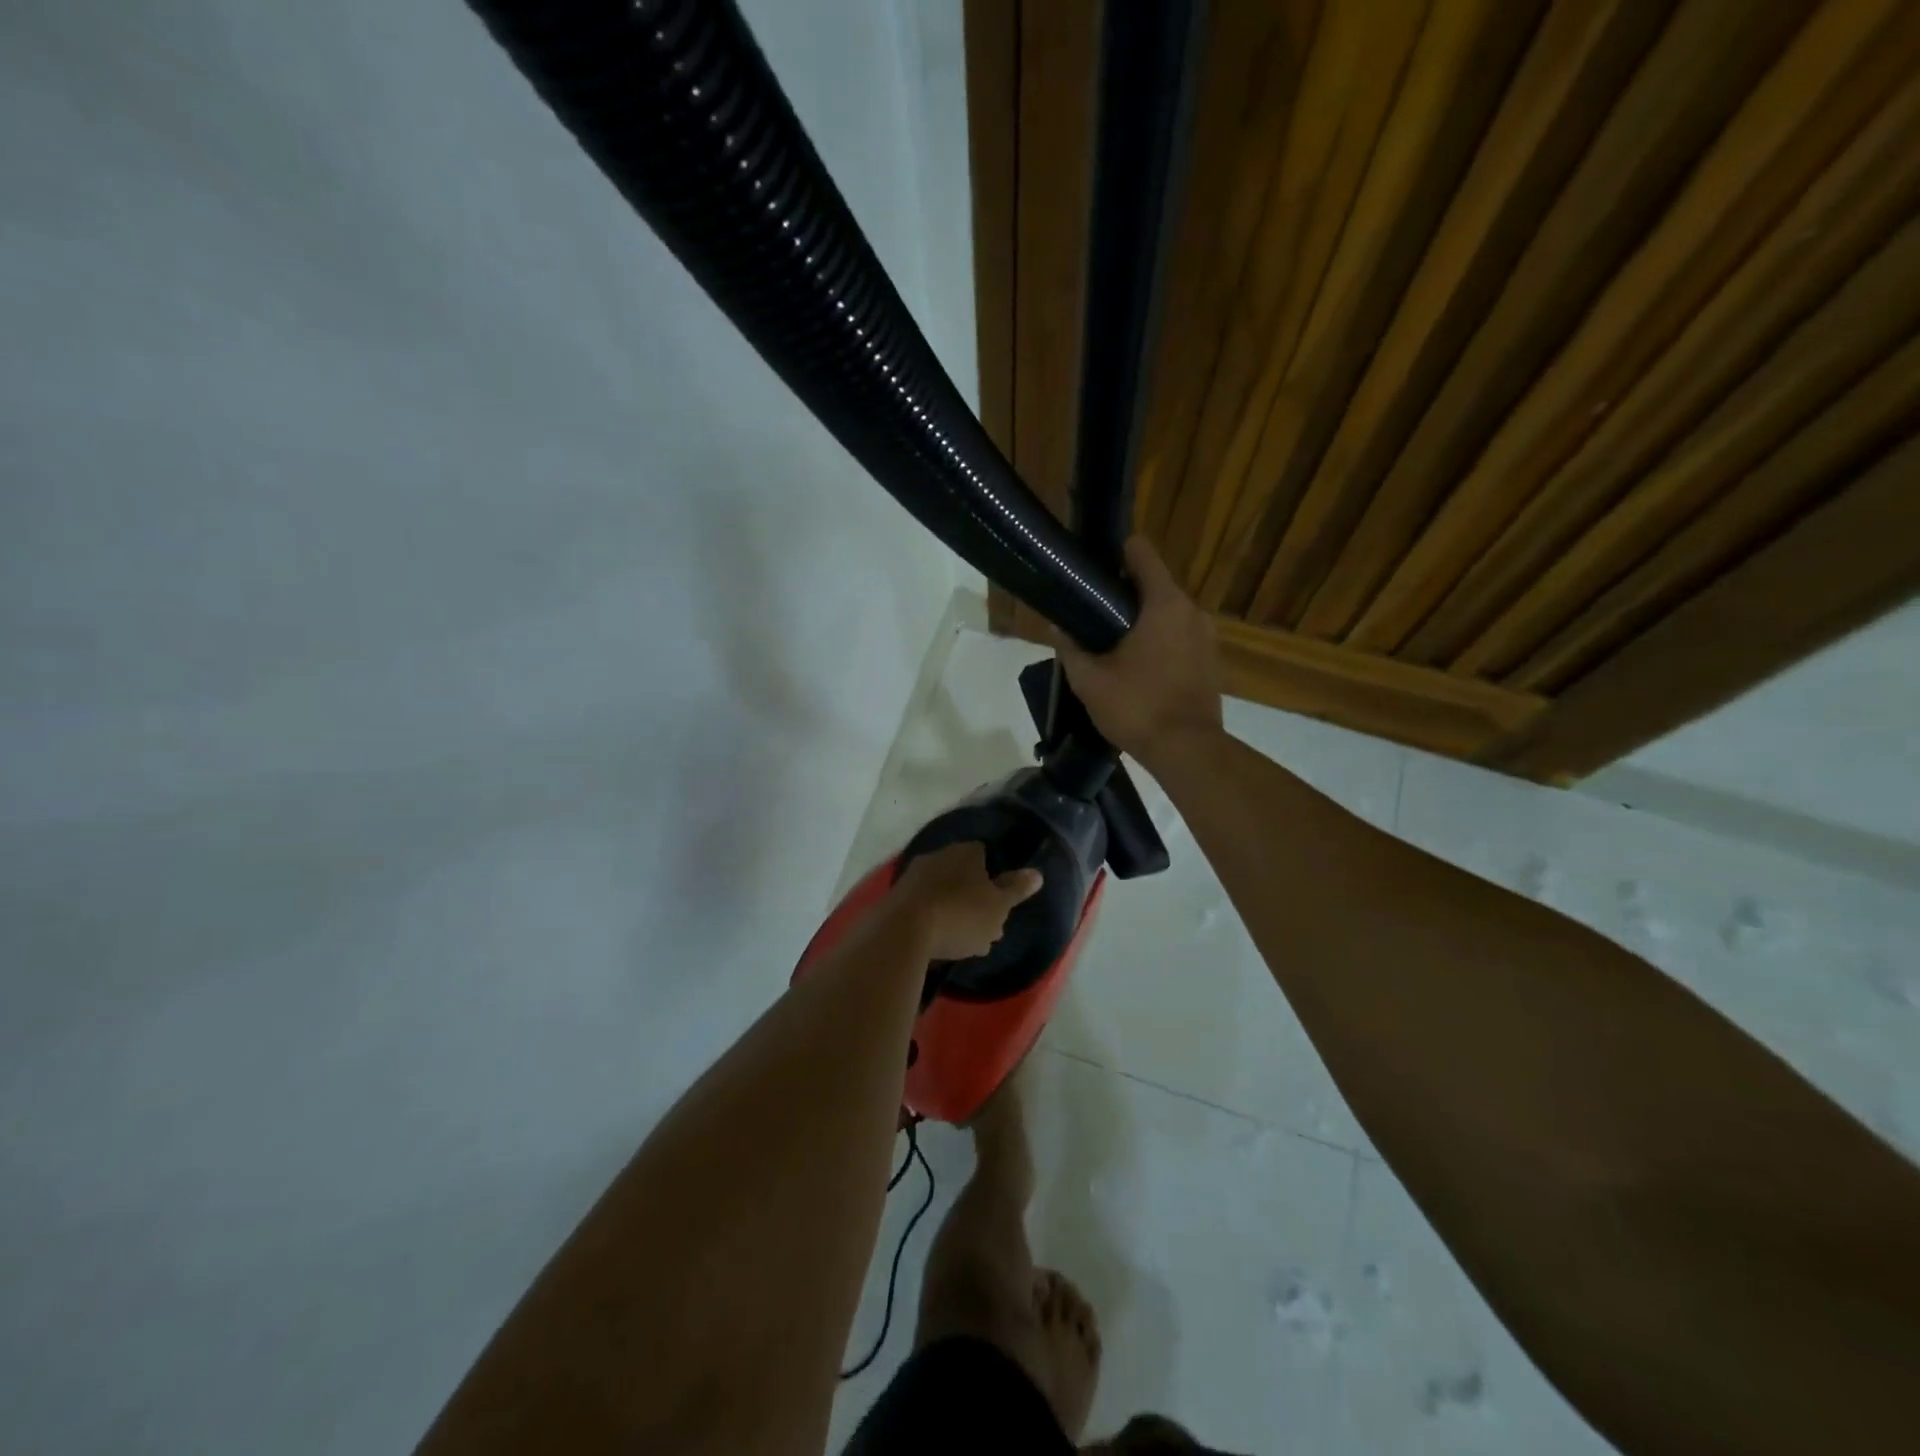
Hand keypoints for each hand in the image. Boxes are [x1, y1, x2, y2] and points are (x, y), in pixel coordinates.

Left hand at [893, 842, 1043, 961]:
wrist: (903, 930)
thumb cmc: (961, 914)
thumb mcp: (998, 906)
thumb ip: (1016, 889)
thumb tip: (1036, 873)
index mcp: (966, 851)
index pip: (985, 855)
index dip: (995, 880)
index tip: (1000, 906)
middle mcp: (939, 855)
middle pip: (963, 876)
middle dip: (974, 900)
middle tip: (986, 930)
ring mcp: (914, 875)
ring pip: (944, 893)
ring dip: (954, 913)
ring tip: (964, 945)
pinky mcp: (896, 896)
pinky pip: (923, 907)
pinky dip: (933, 921)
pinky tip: (939, 945)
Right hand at [1051, 536, 1223, 766]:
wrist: (1187, 750)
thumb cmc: (1137, 708)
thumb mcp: (1089, 680)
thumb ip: (1070, 648)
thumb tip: (1057, 626)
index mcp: (1164, 604)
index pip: (1141, 552)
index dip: (1115, 554)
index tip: (1093, 571)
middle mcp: (1191, 611)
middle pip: (1154, 584)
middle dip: (1124, 595)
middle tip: (1093, 616)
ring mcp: (1207, 637)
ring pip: (1168, 613)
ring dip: (1143, 622)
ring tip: (1113, 644)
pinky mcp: (1211, 661)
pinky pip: (1180, 638)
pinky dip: (1160, 643)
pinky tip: (1138, 668)